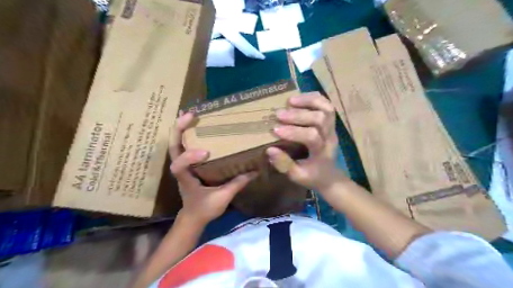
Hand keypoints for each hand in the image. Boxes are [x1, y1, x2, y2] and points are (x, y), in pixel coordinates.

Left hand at [170, 112, 255, 224]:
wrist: (193, 217)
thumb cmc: (204, 209)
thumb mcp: (222, 199)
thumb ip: (237, 184)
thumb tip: (254, 172)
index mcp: (186, 179)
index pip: (179, 166)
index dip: (189, 157)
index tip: (206, 152)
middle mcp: (181, 169)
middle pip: (173, 148)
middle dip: (179, 130)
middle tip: (190, 115)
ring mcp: (183, 166)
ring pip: (176, 145)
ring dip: (180, 129)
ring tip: (190, 115)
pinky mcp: (188, 164)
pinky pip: (183, 147)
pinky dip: (185, 135)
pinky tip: (194, 126)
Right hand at [265, 92, 343, 191]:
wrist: (331, 176)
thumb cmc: (313, 177)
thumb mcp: (297, 176)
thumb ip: (284, 164)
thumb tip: (269, 149)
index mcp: (322, 153)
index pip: (312, 138)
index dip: (293, 132)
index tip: (275, 130)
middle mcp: (330, 138)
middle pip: (320, 119)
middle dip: (298, 115)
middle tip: (278, 114)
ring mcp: (332, 129)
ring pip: (327, 109)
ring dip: (308, 102)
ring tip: (290, 101)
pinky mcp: (331, 123)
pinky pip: (327, 106)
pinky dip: (313, 98)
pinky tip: (299, 98)